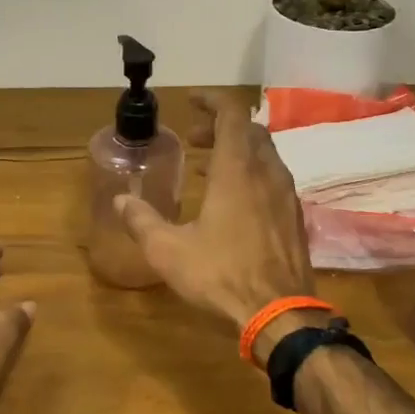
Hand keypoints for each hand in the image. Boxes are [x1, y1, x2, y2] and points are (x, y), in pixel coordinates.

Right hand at [113, 90, 317, 350]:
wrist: (280, 313)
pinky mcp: (295, 218)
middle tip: (193, 140)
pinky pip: (274, 179)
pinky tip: (235, 202)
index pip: (231, 114)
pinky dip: (252, 174)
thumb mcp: (168, 250)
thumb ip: (141, 221)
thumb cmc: (221, 274)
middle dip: (220, 127)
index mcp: (236, 170)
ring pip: (265, 155)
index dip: (212, 100)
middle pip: (249, 131)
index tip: (191, 101)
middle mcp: (266, 173)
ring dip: (237, 151)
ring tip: (208, 169)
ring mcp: (286, 195)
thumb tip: (119, 200)